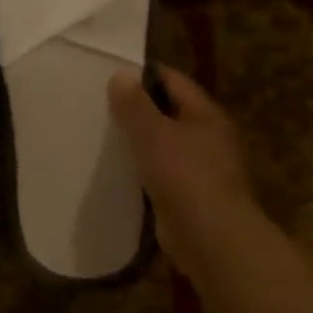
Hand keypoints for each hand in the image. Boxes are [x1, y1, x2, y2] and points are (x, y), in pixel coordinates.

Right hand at [108, 65, 259, 282]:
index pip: (174, 81)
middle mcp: (208, 137)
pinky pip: (162, 173)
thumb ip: (135, 105)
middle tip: (101, 106)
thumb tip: (121, 75)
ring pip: (165, 145)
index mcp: (206, 115)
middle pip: (170, 112)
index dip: (144, 74)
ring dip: (140, 142)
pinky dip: (143, 170)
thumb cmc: (185, 177)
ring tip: (104, 136)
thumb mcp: (154, 134)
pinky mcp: (189, 196)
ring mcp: (201, 169)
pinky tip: (119, 172)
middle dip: (139, 109)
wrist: (211, 238)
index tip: (112, 75)